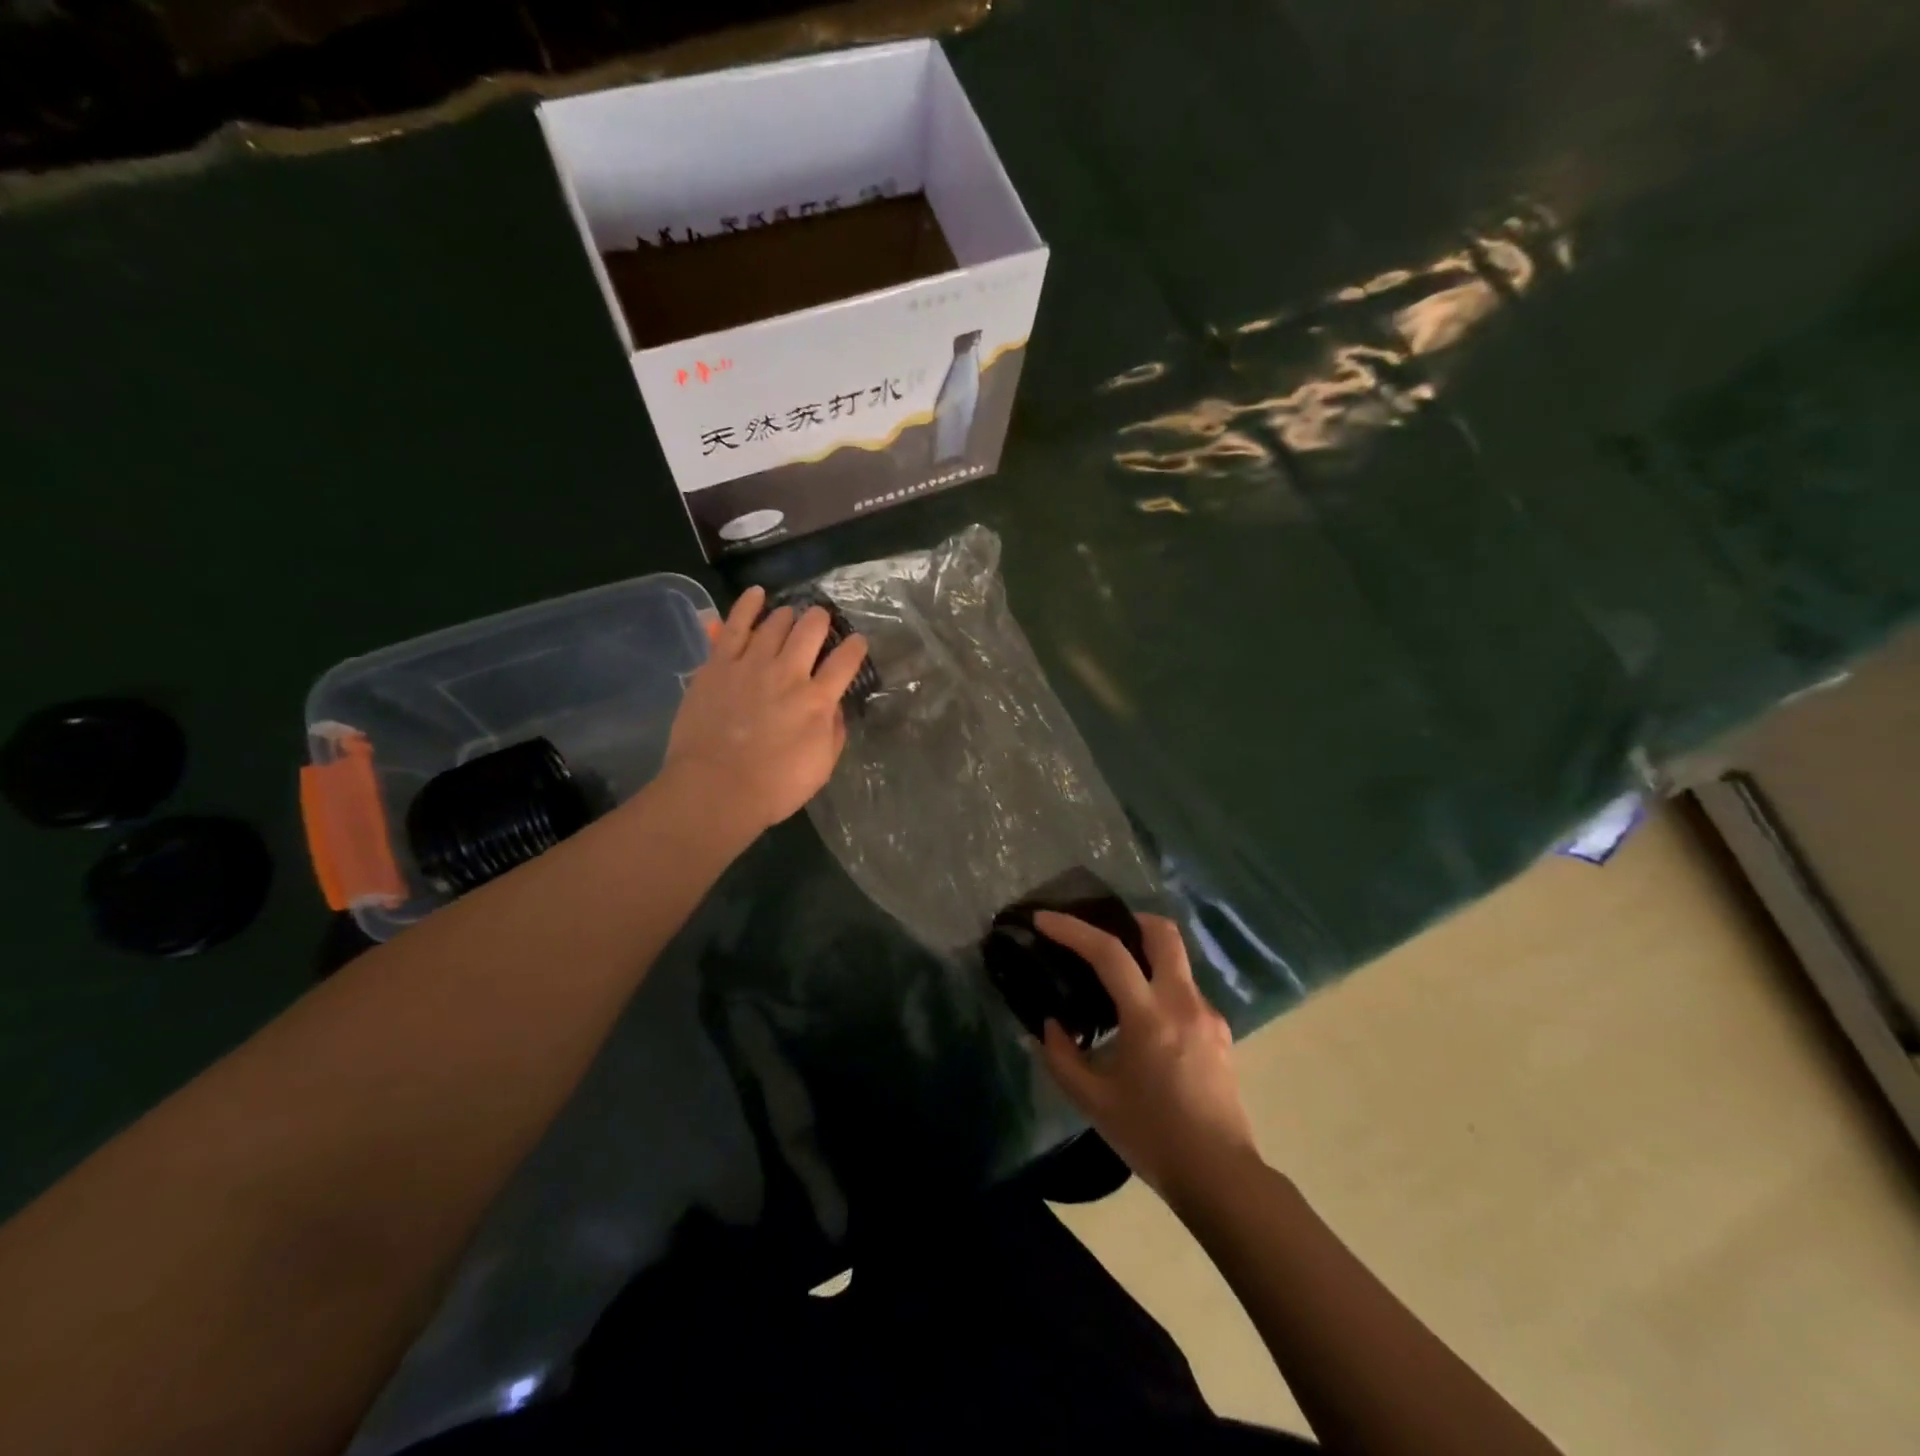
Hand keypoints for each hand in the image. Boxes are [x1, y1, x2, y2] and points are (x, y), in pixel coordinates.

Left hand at [662, 585, 867, 839]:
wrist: (715, 789)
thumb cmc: (774, 787)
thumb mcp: (821, 766)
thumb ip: (834, 732)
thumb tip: (834, 707)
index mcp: (818, 701)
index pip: (846, 661)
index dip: (856, 647)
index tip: (858, 642)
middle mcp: (789, 673)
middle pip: (811, 630)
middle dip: (821, 621)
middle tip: (822, 623)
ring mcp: (751, 664)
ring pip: (776, 623)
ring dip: (788, 616)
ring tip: (790, 617)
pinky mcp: (718, 664)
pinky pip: (735, 625)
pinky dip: (748, 605)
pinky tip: (757, 593)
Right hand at [1034, 910, 1258, 1200]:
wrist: (1220, 1176)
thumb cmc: (1152, 1137)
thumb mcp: (1094, 1102)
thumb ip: (1062, 1057)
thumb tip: (1050, 1025)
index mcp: (1149, 1017)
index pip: (1109, 953)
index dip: (1073, 929)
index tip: (1044, 919)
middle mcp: (1183, 1002)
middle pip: (1163, 933)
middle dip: (1129, 919)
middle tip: (1100, 929)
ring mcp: (1208, 1014)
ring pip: (1177, 959)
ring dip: (1146, 954)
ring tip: (1116, 977)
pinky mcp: (1220, 1030)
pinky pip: (1185, 989)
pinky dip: (1160, 985)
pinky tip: (1143, 1017)